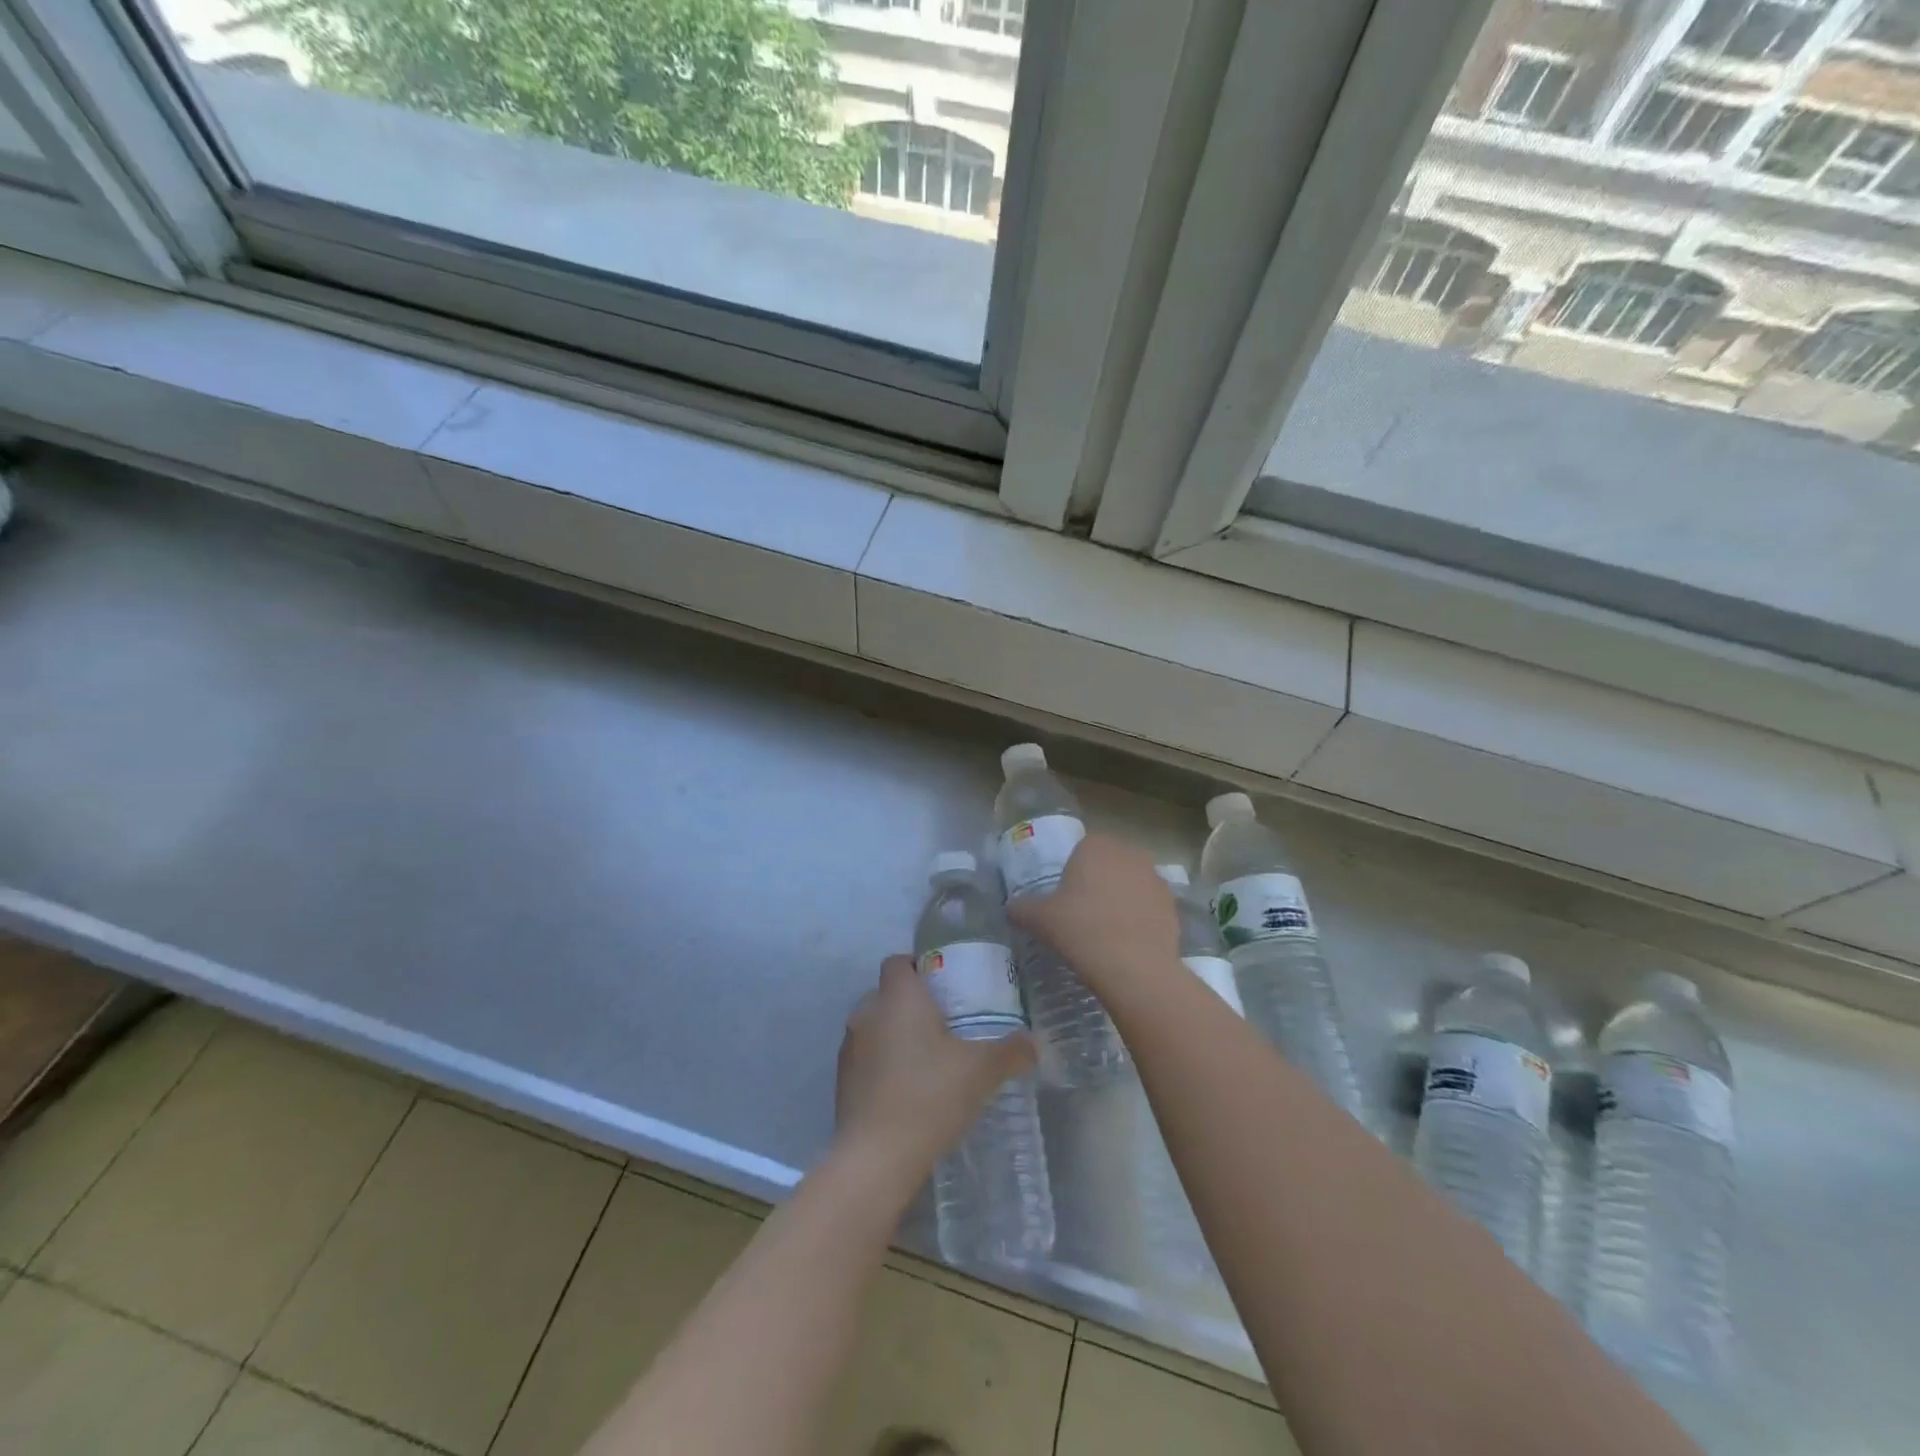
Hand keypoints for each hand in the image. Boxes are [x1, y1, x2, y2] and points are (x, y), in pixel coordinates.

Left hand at [835, 957, 1035, 1175]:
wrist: (876, 1157)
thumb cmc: (930, 1095)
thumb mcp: (982, 1070)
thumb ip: (1011, 1050)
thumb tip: (1034, 1042)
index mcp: (898, 997)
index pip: (898, 961)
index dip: (919, 967)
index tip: (945, 986)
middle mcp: (867, 1012)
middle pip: (887, 993)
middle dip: (911, 1004)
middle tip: (944, 1024)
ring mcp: (849, 1047)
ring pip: (874, 1026)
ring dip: (895, 1035)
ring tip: (928, 1059)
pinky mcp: (841, 1081)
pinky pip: (865, 1058)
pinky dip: (883, 1064)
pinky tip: (908, 1089)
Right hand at [1006, 833, 1178, 996]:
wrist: (1133, 966)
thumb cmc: (1080, 929)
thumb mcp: (1039, 919)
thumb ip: (1021, 908)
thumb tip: (1011, 908)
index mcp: (1096, 846)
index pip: (1082, 849)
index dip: (1072, 872)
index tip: (1065, 899)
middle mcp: (1130, 853)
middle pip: (1109, 865)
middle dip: (1099, 883)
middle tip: (1082, 915)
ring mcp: (1156, 878)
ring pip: (1131, 885)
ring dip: (1121, 900)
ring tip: (1105, 932)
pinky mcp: (1173, 906)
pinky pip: (1149, 907)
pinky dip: (1139, 920)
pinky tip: (1127, 944)